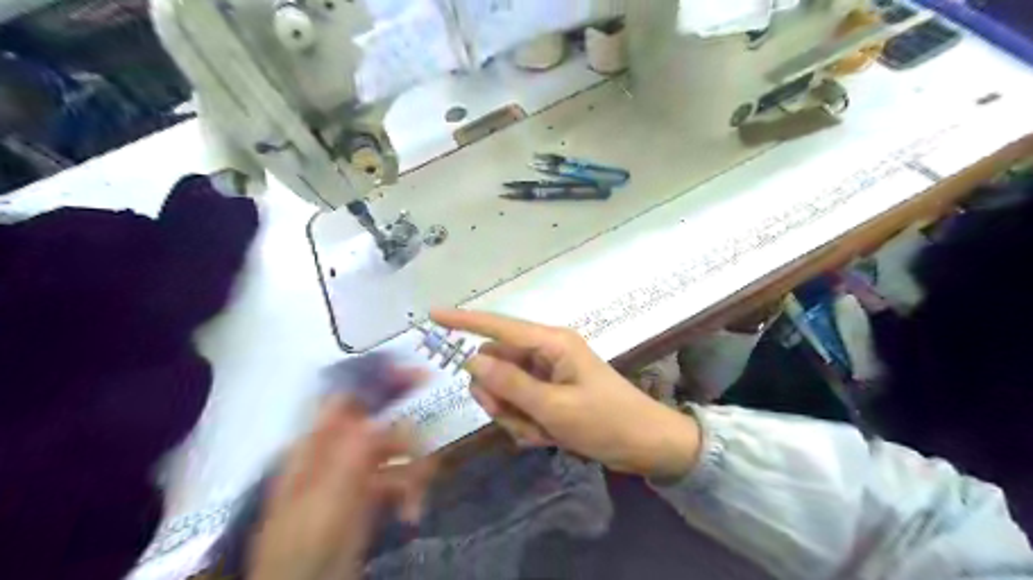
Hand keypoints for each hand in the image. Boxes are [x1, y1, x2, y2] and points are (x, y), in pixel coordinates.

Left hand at [249, 394, 435, 578]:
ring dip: (415, 471)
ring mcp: (356, 473)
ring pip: (398, 450)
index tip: (418, 376)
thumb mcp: (326, 500)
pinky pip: (402, 476)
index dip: (382, 379)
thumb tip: (379, 414)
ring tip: (416, 502)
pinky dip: (412, 491)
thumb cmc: (304, 548)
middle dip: (409, 436)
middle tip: (429, 446)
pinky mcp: (372, 494)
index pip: (349, 395)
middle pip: (382, 422)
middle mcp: (338, 450)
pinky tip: (412, 512)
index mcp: (317, 444)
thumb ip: (351, 453)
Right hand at [428, 308, 701, 479]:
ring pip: (505, 389)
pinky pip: (520, 404)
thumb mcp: (555, 407)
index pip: (498, 326)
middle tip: (517, 417)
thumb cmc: (606, 421)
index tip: (432, 315)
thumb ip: (510, 383)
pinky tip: (547, 436)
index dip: (464, 320)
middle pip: (496, 364)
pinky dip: (525, 423)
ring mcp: (546, 374)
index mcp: (551, 343)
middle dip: (497, 395)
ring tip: (541, 430)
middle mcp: (545, 352)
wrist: (646, 446)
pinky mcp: (549, 394)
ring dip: (514, 414)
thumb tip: (471, 359)